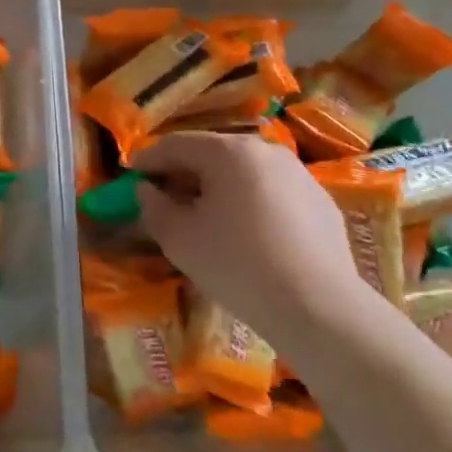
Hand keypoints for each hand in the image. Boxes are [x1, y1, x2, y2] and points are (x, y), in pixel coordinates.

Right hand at [133, 133, 367, 347]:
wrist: (319, 307)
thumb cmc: (236, 263)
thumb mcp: (178, 238)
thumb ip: (153, 207)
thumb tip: (147, 190)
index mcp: (228, 151)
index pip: (175, 144)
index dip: (147, 160)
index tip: (130, 177)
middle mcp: (266, 151)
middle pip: (212, 154)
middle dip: (184, 173)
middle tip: (165, 198)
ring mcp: (299, 175)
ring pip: (244, 173)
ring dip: (218, 188)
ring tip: (205, 218)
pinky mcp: (321, 202)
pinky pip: (272, 194)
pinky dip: (250, 204)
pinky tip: (246, 236)